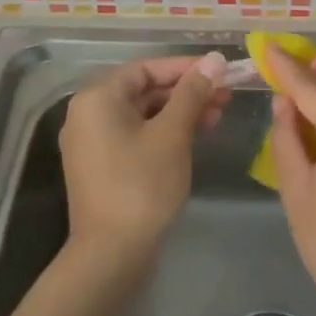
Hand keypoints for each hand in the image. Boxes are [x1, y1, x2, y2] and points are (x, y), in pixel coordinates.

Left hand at [59, 52, 229, 262]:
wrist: (112, 255)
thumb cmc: (142, 185)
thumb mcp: (172, 134)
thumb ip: (192, 93)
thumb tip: (215, 59)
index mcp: (97, 98)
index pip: (146, 68)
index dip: (185, 67)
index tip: (220, 70)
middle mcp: (89, 114)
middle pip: (144, 90)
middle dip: (187, 91)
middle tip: (226, 94)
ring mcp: (94, 142)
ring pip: (143, 114)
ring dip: (180, 112)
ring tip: (219, 114)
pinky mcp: (104, 166)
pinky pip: (137, 135)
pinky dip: (165, 132)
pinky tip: (197, 135)